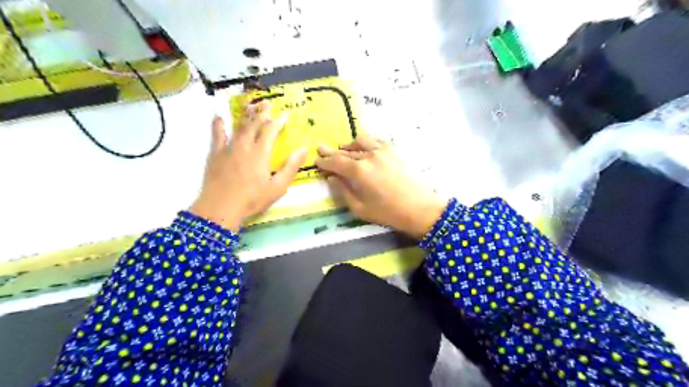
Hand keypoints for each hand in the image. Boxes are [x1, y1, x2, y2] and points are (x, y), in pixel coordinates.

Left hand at [190, 103, 304, 231]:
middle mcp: (244, 146)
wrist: (221, 208)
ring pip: (238, 127)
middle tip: (266, 103)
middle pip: (254, 124)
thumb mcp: (278, 187)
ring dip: (245, 115)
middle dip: (261, 113)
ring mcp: (228, 148)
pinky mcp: (215, 154)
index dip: (277, 122)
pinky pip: (216, 135)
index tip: (284, 114)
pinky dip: (218, 125)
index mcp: (260, 153)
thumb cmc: (253, 199)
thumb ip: (291, 167)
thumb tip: (303, 149)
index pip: (270, 131)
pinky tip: (219, 117)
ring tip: (250, 106)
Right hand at [315, 135, 446, 239]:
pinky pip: (375, 140)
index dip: (324, 161)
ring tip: (343, 150)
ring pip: (360, 141)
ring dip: (349, 145)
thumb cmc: (388, 213)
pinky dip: (365, 142)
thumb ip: (343, 191)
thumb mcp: (360, 208)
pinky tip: (364, 148)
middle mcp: (369, 155)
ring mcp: (382, 151)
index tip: (316, 161)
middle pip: (345, 151)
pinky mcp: (393, 151)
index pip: (336, 162)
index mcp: (359, 171)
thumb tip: (331, 178)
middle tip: (322, 150)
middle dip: (332, 152)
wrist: (420, 208)